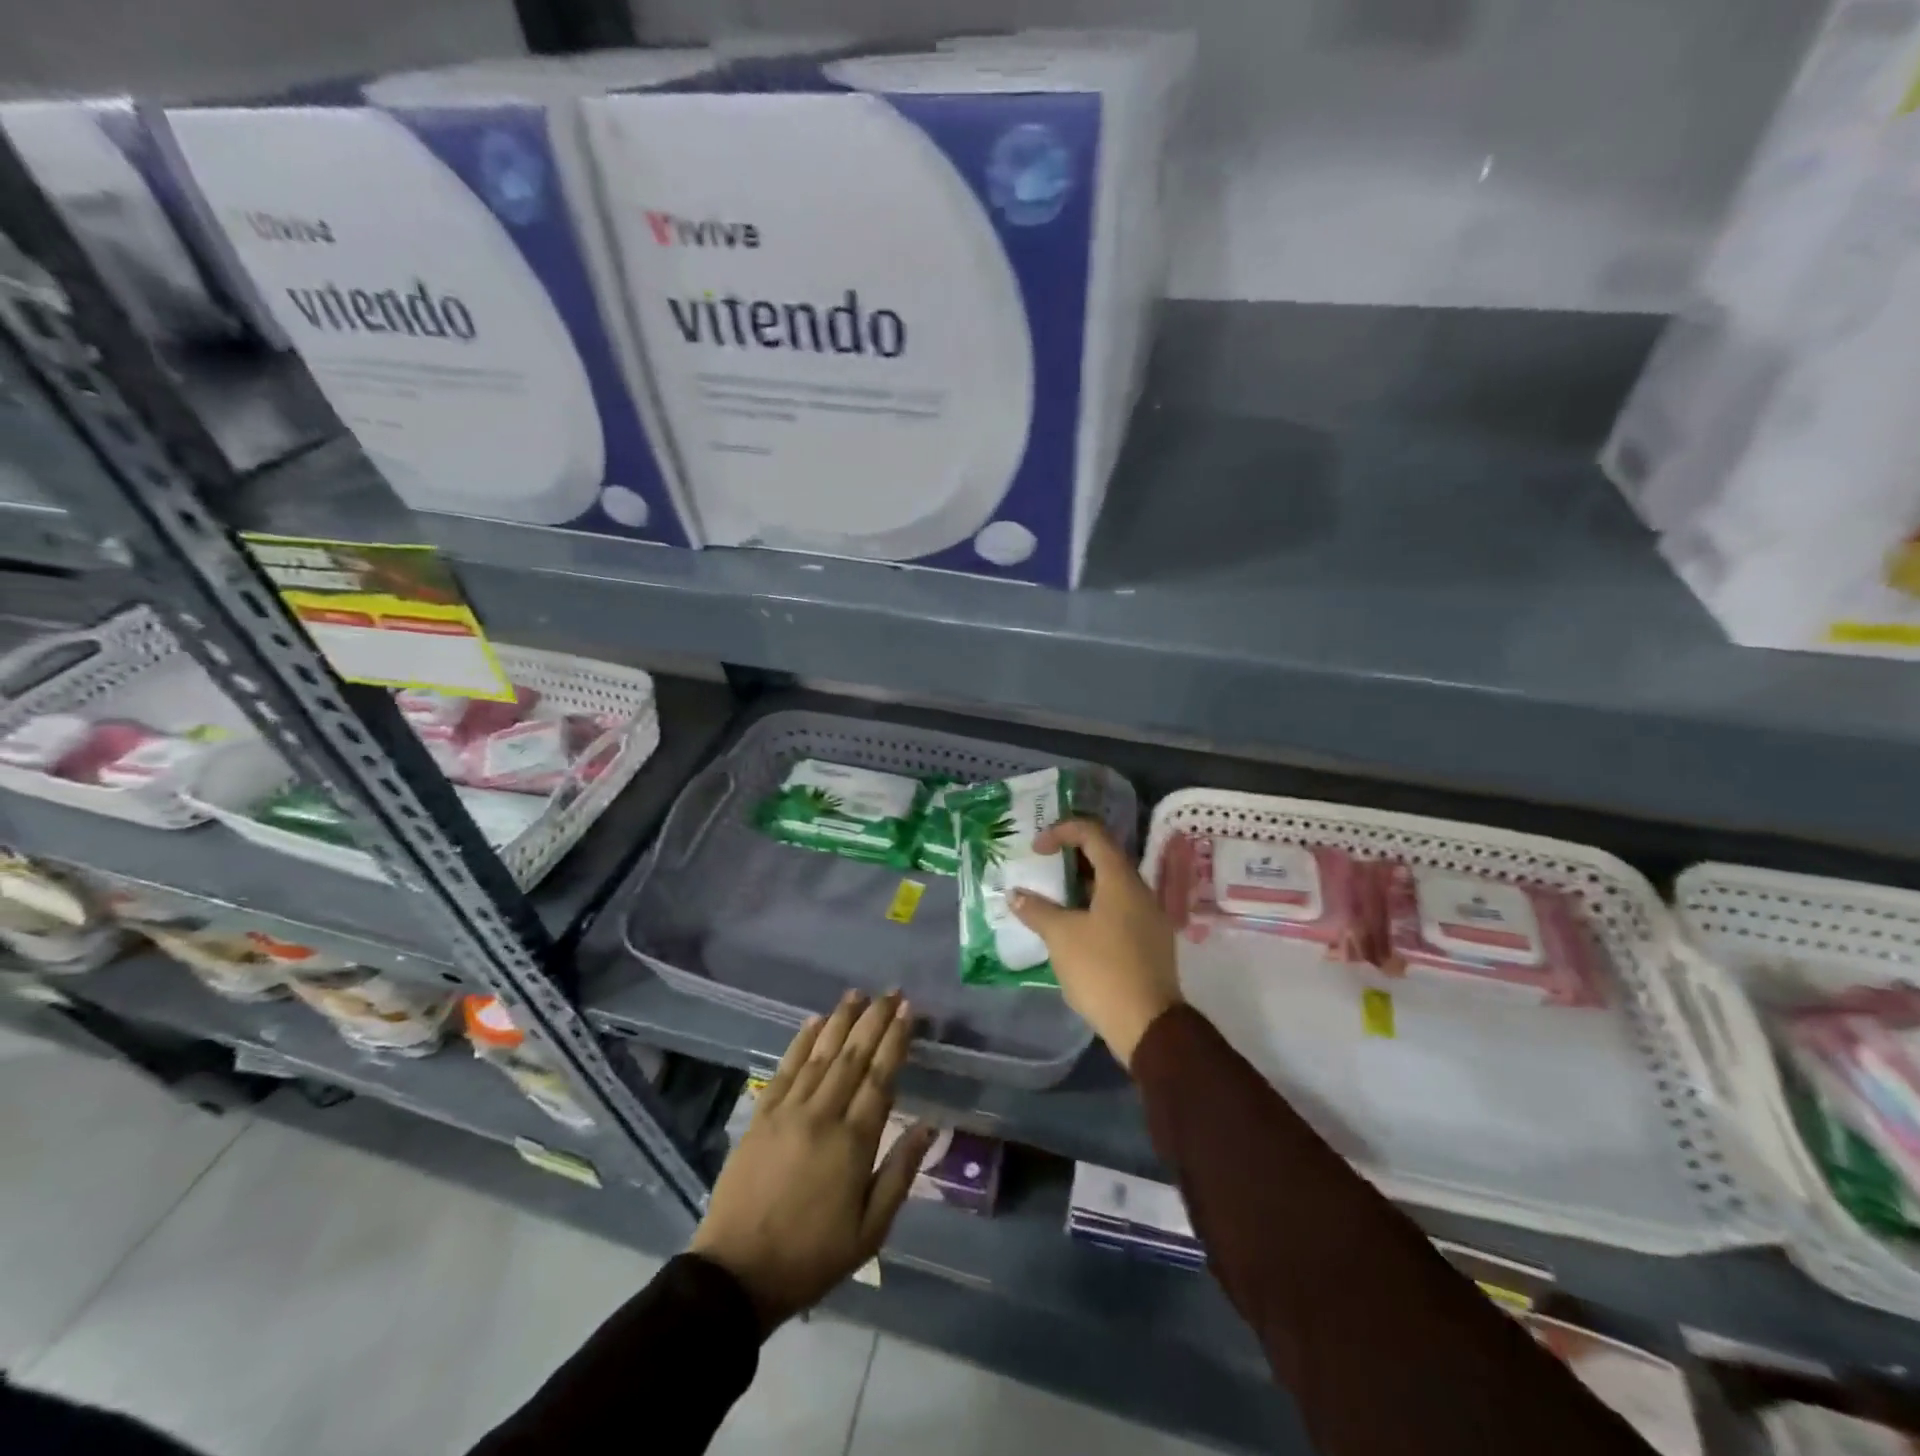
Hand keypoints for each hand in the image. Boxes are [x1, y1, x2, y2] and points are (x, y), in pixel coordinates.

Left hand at [690, 991, 934, 1332]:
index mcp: (853, 1143)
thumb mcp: (870, 1231)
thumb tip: (928, 1125)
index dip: (896, 1040)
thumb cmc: (812, 1257)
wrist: (737, 1275)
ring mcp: (787, 1112)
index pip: (880, 1078)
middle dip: (874, 1020)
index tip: (908, 1011)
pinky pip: (785, 1068)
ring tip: (857, 994)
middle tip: (891, 992)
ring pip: (820, 1054)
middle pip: (852, 1056)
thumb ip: (900, 1173)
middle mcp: (822, 1115)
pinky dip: (801, 1041)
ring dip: (840, 1020)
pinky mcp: (760, 1115)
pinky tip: (813, 1021)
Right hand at [1009, 818, 1181, 1066]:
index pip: (1093, 834)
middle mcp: (1140, 891)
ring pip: (1111, 887)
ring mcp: (1149, 917)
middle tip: (1041, 870)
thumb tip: (1016, 895)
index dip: (1062, 832)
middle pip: (1104, 858)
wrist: (1148, 1025)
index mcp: (1121, 880)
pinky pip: (1119, 910)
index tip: (1036, 849)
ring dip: (1080, 887)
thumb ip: (1037, 910)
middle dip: (1069, 860)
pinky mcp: (1150, 942)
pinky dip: (1093, 908)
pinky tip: (1072, 929)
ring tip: (1051, 900)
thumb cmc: (1102, 970)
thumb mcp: (1061, 937)